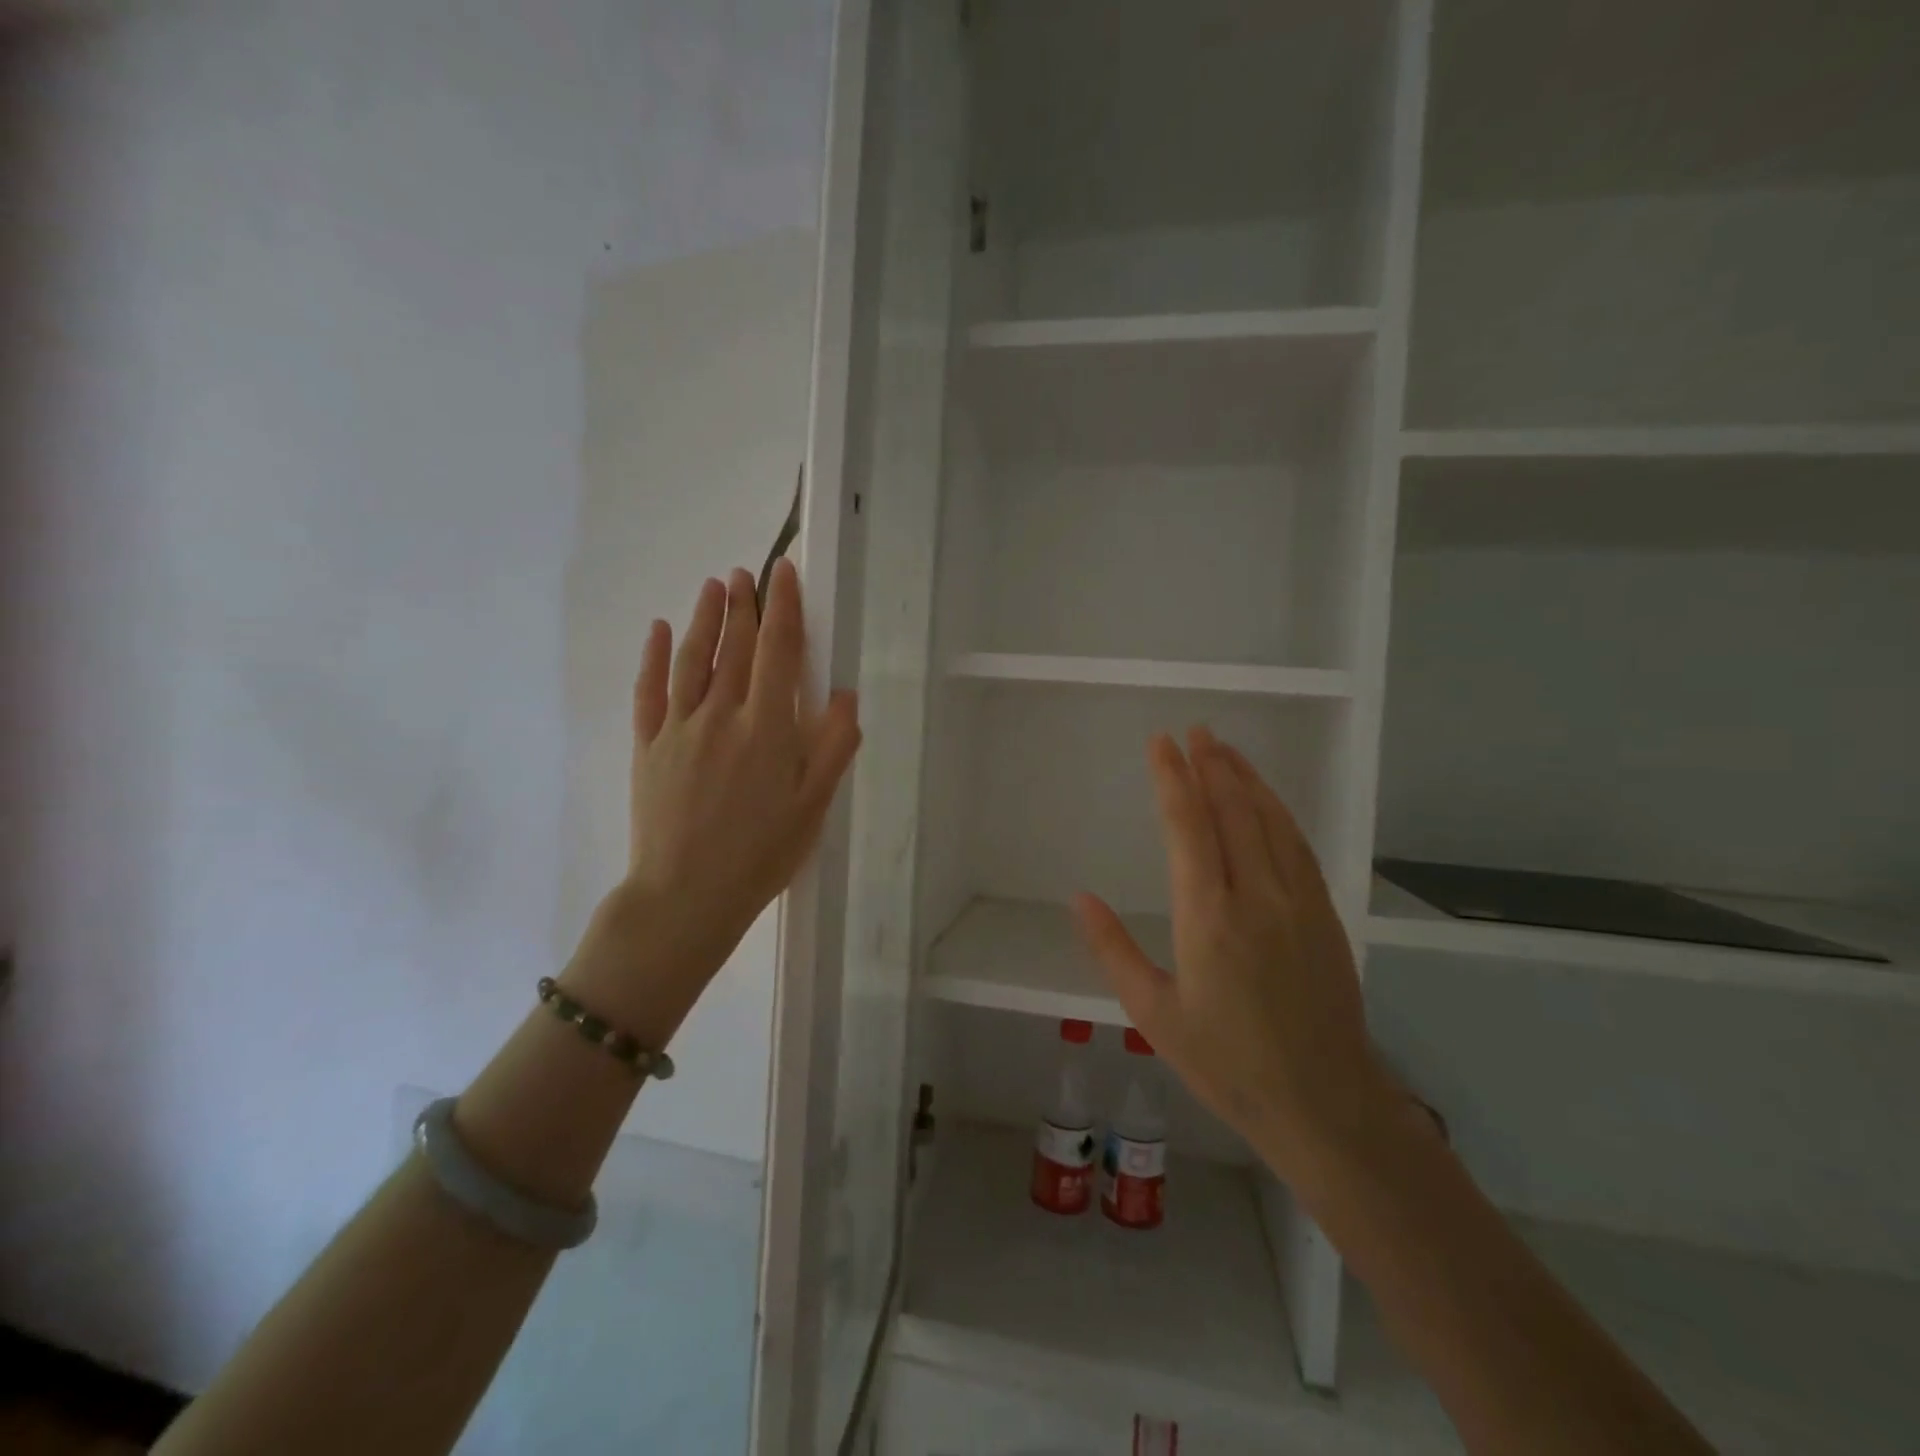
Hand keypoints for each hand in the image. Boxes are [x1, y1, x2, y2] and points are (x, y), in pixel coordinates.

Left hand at [564, 559, 861, 1041]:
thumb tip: (843, 693)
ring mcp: (679, 728)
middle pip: (735, 647)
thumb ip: (832, 747)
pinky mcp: (648, 746)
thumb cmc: (761, 854)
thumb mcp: (813, 807)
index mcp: (767, 728)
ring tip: (714, 586)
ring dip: (705, 618)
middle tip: (748, 572)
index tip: (784, 574)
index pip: (778, 652)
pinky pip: (650, 690)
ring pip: (694, 659)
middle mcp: (722, 715)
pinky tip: (661, 630)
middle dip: (744, 605)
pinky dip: (656, 656)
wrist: (686, 896)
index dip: (783, 609)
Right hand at [1073, 727, 1392, 1185]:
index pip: (1188, 826)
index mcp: (1208, 917)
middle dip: (1211, 764)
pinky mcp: (1325, 915)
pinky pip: (1298, 846)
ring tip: (1225, 749)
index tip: (1161, 743)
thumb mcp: (1153, 1014)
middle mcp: (1257, 896)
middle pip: (1233, 811)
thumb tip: (1079, 898)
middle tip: (1194, 730)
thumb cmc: (1226, 1064)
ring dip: (1246, 779)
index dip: (1172, 778)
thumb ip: (1114, 950)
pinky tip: (1267, 801)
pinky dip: (1278, 812)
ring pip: (1271, 821)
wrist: (1324, 1104)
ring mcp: (1299, 902)